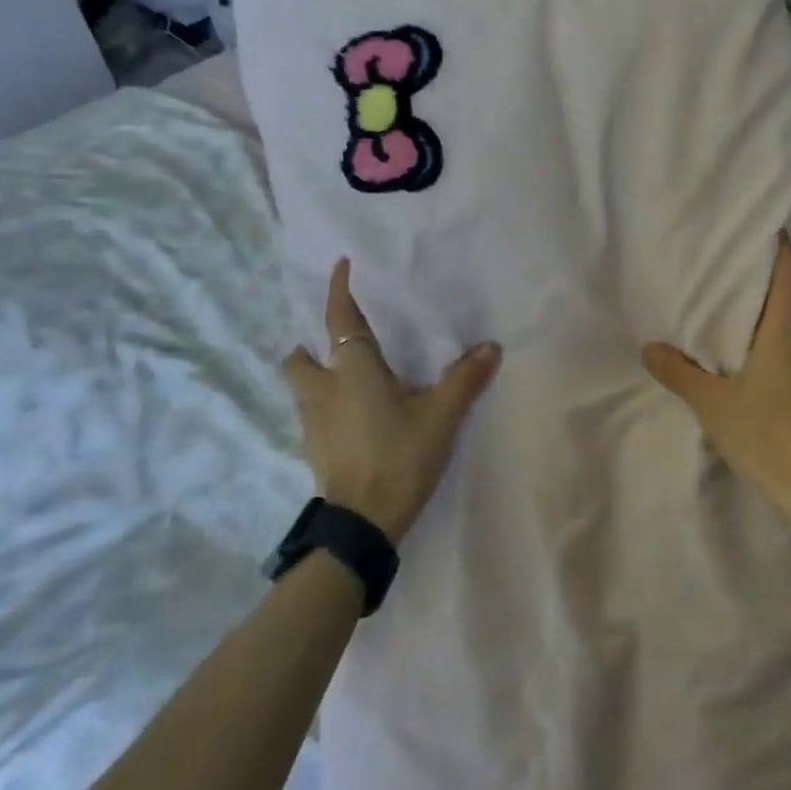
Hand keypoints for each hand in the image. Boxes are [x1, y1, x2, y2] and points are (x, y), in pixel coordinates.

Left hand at [283, 258, 501, 543]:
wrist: (363, 524)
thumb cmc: (399, 457)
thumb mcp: (441, 417)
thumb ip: (465, 380)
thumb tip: (491, 347)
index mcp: (354, 371)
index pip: (340, 319)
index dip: (338, 290)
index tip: (340, 265)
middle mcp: (324, 391)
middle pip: (298, 359)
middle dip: (310, 348)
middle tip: (337, 348)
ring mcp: (313, 424)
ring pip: (302, 390)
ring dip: (316, 379)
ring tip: (347, 384)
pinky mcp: (314, 452)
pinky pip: (312, 418)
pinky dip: (326, 410)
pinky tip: (352, 423)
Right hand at [642, 234, 790, 517]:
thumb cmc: (764, 434)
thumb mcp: (710, 404)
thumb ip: (679, 373)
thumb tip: (649, 348)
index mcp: (784, 339)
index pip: (790, 283)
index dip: (786, 254)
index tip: (779, 231)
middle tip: (778, 281)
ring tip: (780, 320)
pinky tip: (789, 368)